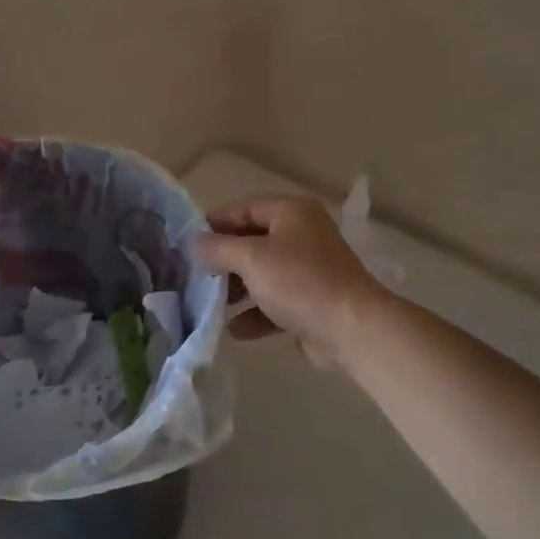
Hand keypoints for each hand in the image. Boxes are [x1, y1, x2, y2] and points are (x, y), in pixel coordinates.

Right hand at [194, 196, 385, 366]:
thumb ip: (218, 248)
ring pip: (263, 274)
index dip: (216, 223)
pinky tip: (235, 330)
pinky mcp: (312, 302)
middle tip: (195, 276)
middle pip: (253, 242)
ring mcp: (309, 270)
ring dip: (237, 290)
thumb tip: (195, 244)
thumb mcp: (251, 258)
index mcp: (292, 212)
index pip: (245, 208)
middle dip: (225, 261)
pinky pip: (276, 302)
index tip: (187, 242)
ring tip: (210, 305)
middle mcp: (302, 235)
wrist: (352, 328)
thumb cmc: (299, 282)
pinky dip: (256, 314)